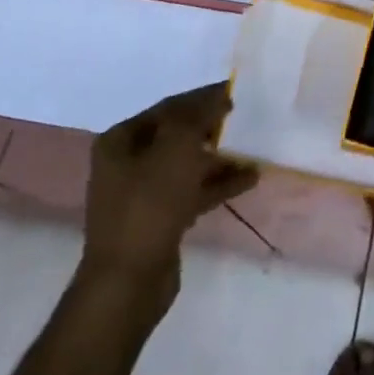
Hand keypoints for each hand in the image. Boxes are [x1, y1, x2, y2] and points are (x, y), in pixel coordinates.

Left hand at [76, 84, 258, 316]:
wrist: (128, 283)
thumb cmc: (149, 204)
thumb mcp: (176, 147)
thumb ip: (198, 115)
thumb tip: (218, 97)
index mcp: (120, 140)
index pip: (169, 107)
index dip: (202, 97)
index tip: (235, 91)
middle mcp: (127, 164)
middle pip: (177, 136)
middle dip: (211, 128)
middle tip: (244, 120)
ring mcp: (142, 195)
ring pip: (187, 165)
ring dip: (219, 157)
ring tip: (253, 148)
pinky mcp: (159, 221)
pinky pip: (192, 192)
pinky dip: (218, 184)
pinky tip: (249, 179)